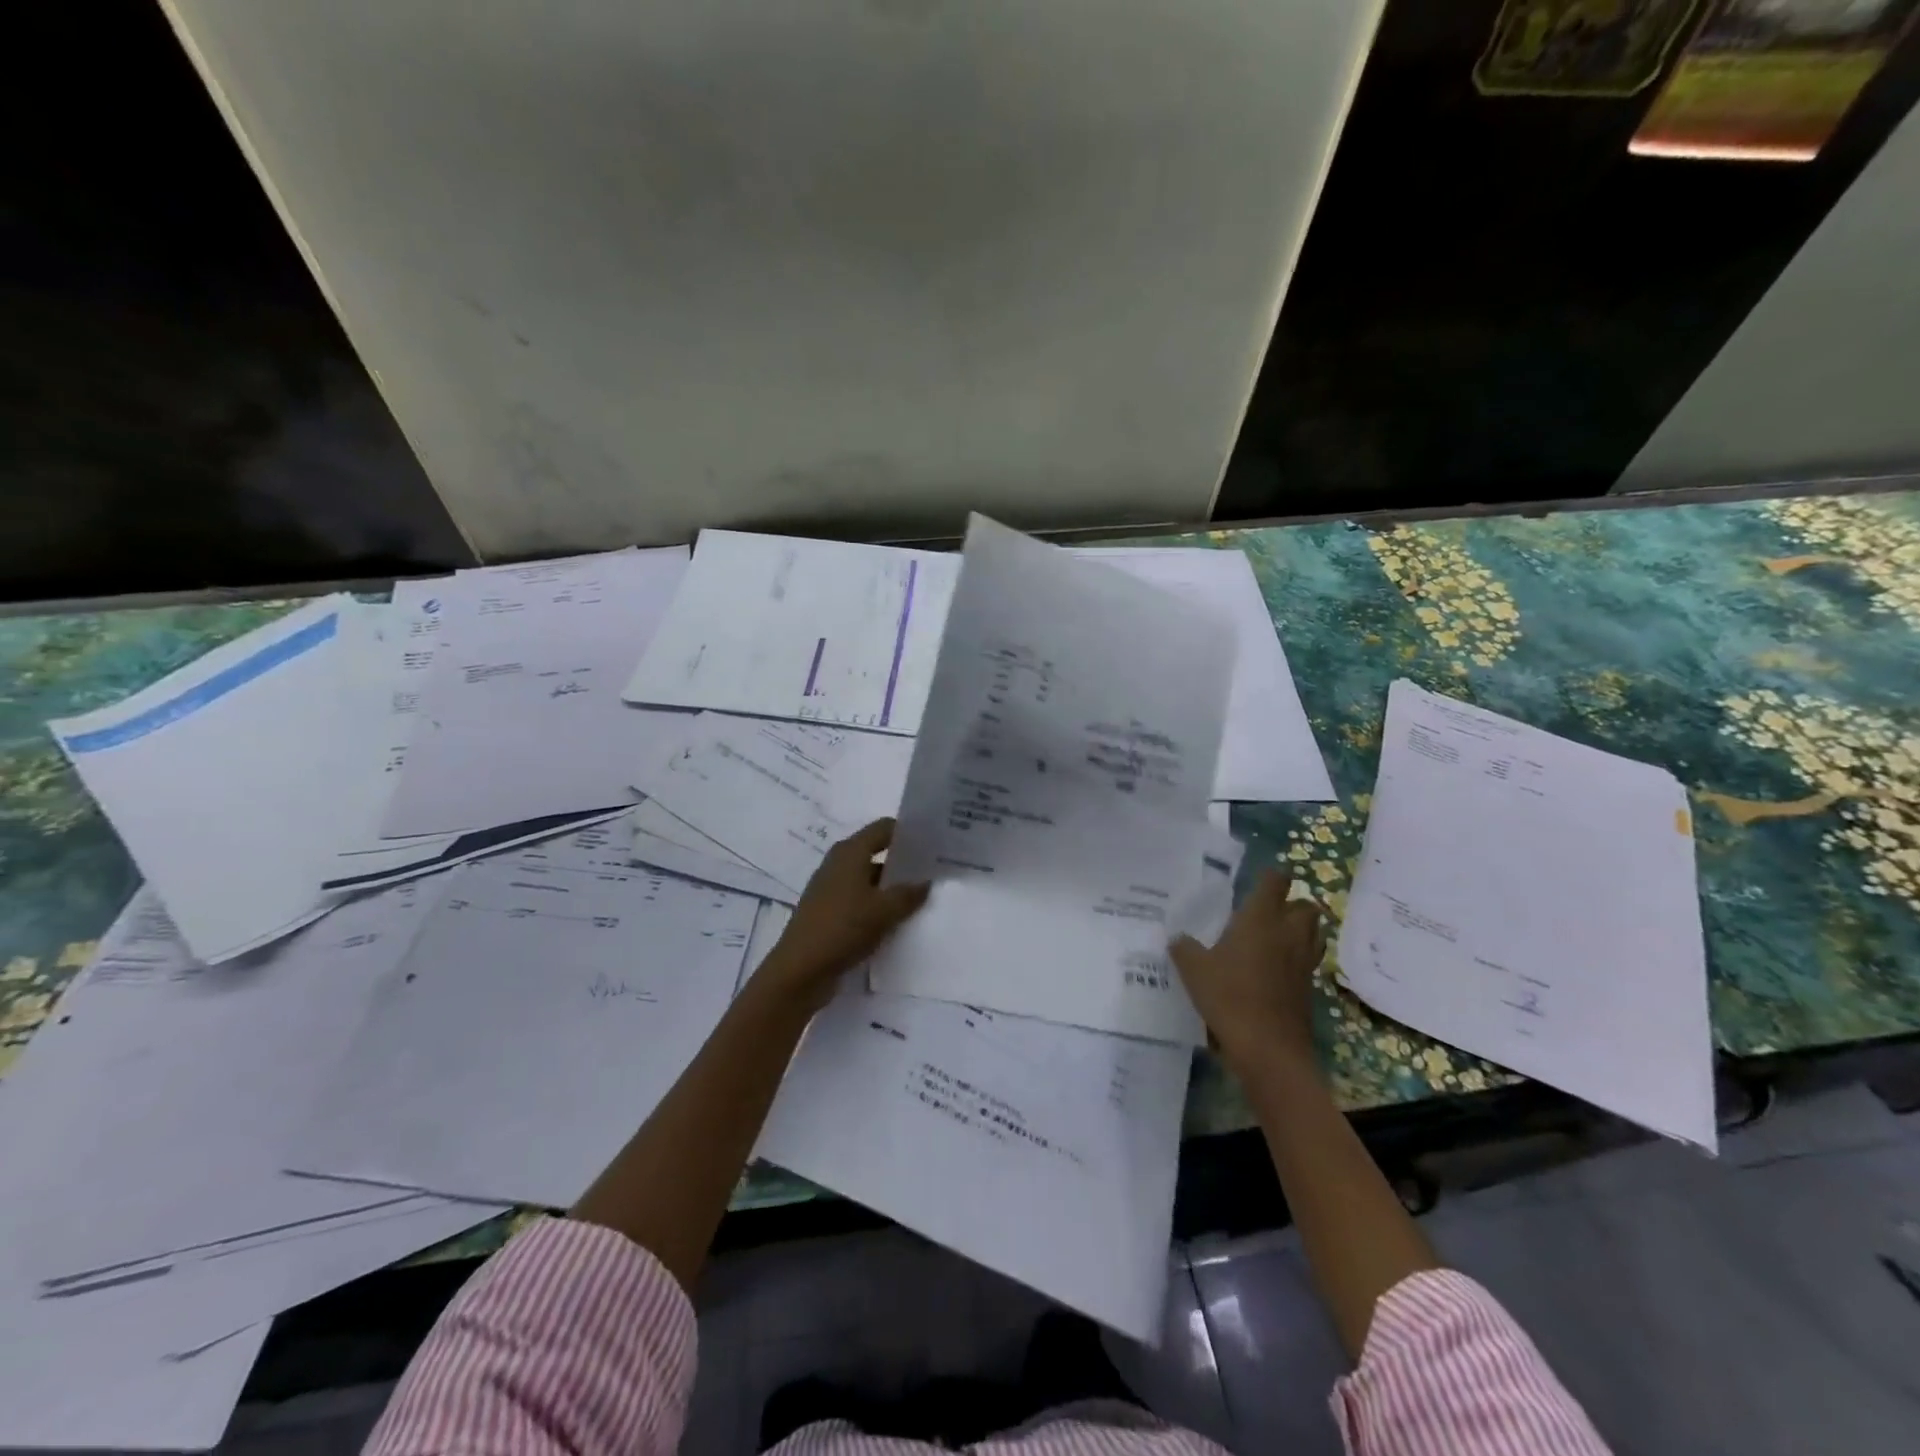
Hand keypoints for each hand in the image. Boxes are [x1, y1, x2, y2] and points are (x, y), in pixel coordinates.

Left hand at [755, 819, 929, 1011]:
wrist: (800, 971)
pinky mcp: (829, 912)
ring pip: (869, 879)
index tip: (933, 843)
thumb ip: (909, 893)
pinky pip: (860, 900)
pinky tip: (897, 920)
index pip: (883, 828)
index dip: (908, 832)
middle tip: (934, 871)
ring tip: (922, 898)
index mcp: (849, 852)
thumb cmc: (843, 928)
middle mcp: (838, 864)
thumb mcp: (884, 910)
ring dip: (892, 887)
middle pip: (876, 852)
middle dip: (903, 861)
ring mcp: (831, 889)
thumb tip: (925, 882)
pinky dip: (878, 905)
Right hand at [1169, 869, 1326, 1071]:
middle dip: (1292, 903)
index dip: (1270, 876)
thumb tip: (1177, 938)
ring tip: (1275, 937)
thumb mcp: (1194, 969)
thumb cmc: (1230, 997)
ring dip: (1300, 929)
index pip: (1276, 881)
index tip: (1256, 880)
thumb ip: (1184, 948)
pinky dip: (1297, 958)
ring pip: (1314, 933)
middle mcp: (1288, 933)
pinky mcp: (1309, 988)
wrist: (1269, 1049)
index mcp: (1261, 919)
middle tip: (1267, 911)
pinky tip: (1275, 969)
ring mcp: (1303, 961)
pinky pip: (1308, 961)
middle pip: (1306, 906)